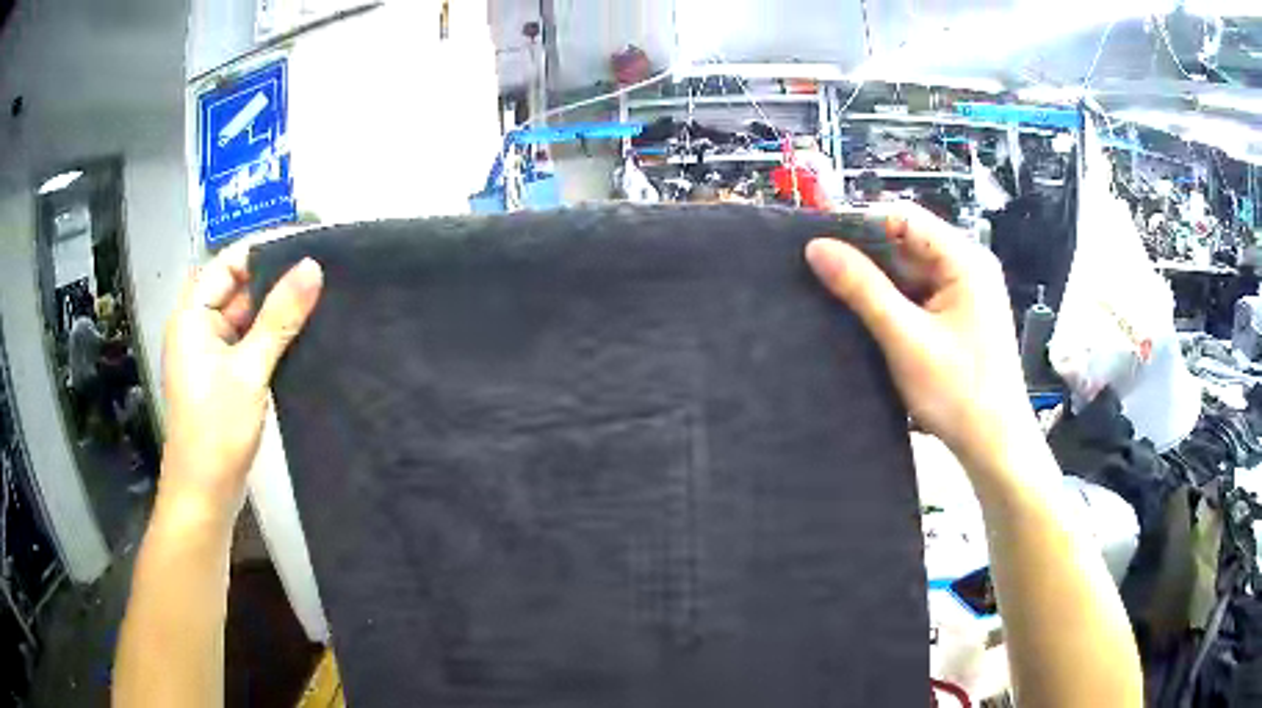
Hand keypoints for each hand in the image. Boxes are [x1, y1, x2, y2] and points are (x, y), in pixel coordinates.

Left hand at [159, 245, 321, 523]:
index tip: (309, 244)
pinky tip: (302, 335)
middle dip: (275, 280)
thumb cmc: (216, 430)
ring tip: (320, 298)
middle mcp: (198, 326)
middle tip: (322, 273)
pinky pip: (248, 342)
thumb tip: (312, 267)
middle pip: (238, 287)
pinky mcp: (223, 376)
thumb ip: (279, 318)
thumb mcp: (250, 370)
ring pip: (246, 317)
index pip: (229, 262)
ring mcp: (210, 353)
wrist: (205, 496)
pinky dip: (270, 337)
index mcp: (192, 315)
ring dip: (275, 311)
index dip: (265, 249)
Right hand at [806, 203, 1028, 462]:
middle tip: (821, 272)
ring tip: (835, 293)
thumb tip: (816, 247)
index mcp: (965, 259)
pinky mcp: (959, 315)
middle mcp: (968, 265)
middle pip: (907, 242)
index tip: (820, 244)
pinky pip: (919, 294)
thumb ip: (862, 289)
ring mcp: (965, 291)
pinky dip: (893, 302)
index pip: (904, 217)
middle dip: (866, 256)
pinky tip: (866, 315)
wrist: (994, 446)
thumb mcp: (905, 338)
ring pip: (910, 270)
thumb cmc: (958, 392)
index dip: (861, 224)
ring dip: (877, 282)